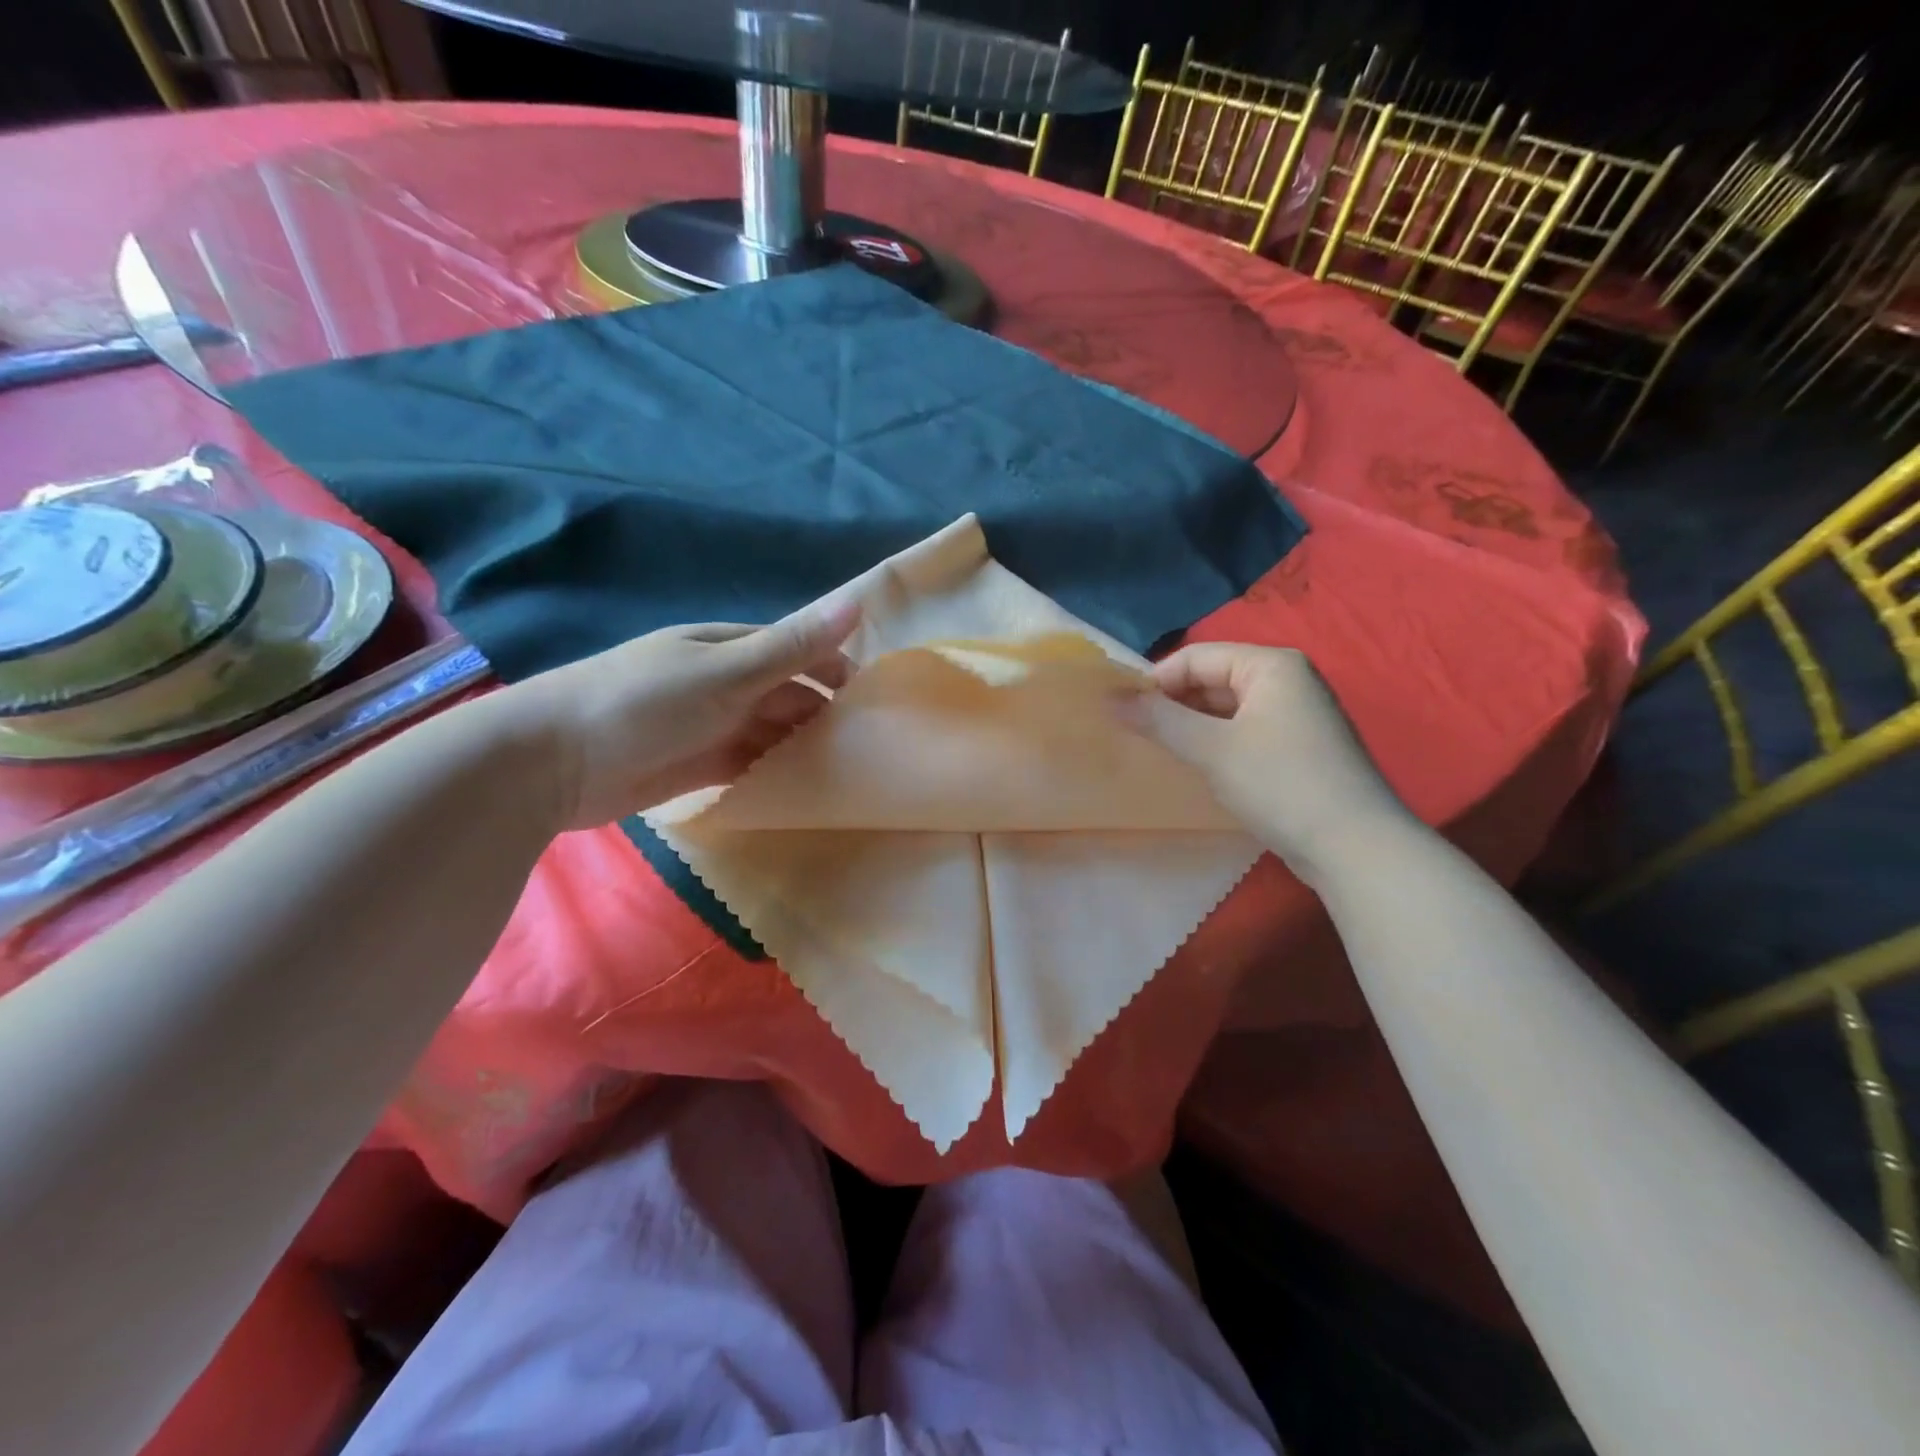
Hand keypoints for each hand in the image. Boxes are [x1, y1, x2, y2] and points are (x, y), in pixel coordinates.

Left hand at [503, 599, 860, 831]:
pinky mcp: (699, 765)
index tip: (873, 701)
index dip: (836, 669)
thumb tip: (857, 602)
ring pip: (773, 731)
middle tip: (871, 745)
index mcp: (728, 647)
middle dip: (825, 713)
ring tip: (850, 770)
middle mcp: (724, 682)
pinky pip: (751, 764)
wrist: (552, 763)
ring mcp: (711, 725)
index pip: (796, 650)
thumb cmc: (642, 704)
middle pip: (788, 693)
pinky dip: (777, 772)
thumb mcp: (724, 672)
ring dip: (805, 745)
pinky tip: (806, 788)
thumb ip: (791, 646)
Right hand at [1120, 643, 1411, 877]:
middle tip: (1139, 736)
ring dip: (1193, 726)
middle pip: (1212, 680)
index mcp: (1271, 665)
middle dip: (1174, 705)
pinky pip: (1244, 731)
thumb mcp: (1211, 749)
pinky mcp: (1298, 747)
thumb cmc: (1280, 783)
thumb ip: (1159, 719)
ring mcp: (1297, 715)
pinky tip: (1200, 768)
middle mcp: (1287, 680)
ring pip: (1226, 709)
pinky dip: (1217, 743)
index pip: (1195, 657)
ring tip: (1163, 752)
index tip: (1124, 714)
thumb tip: (1110, 697)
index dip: (1155, 682)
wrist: (1354, 847)